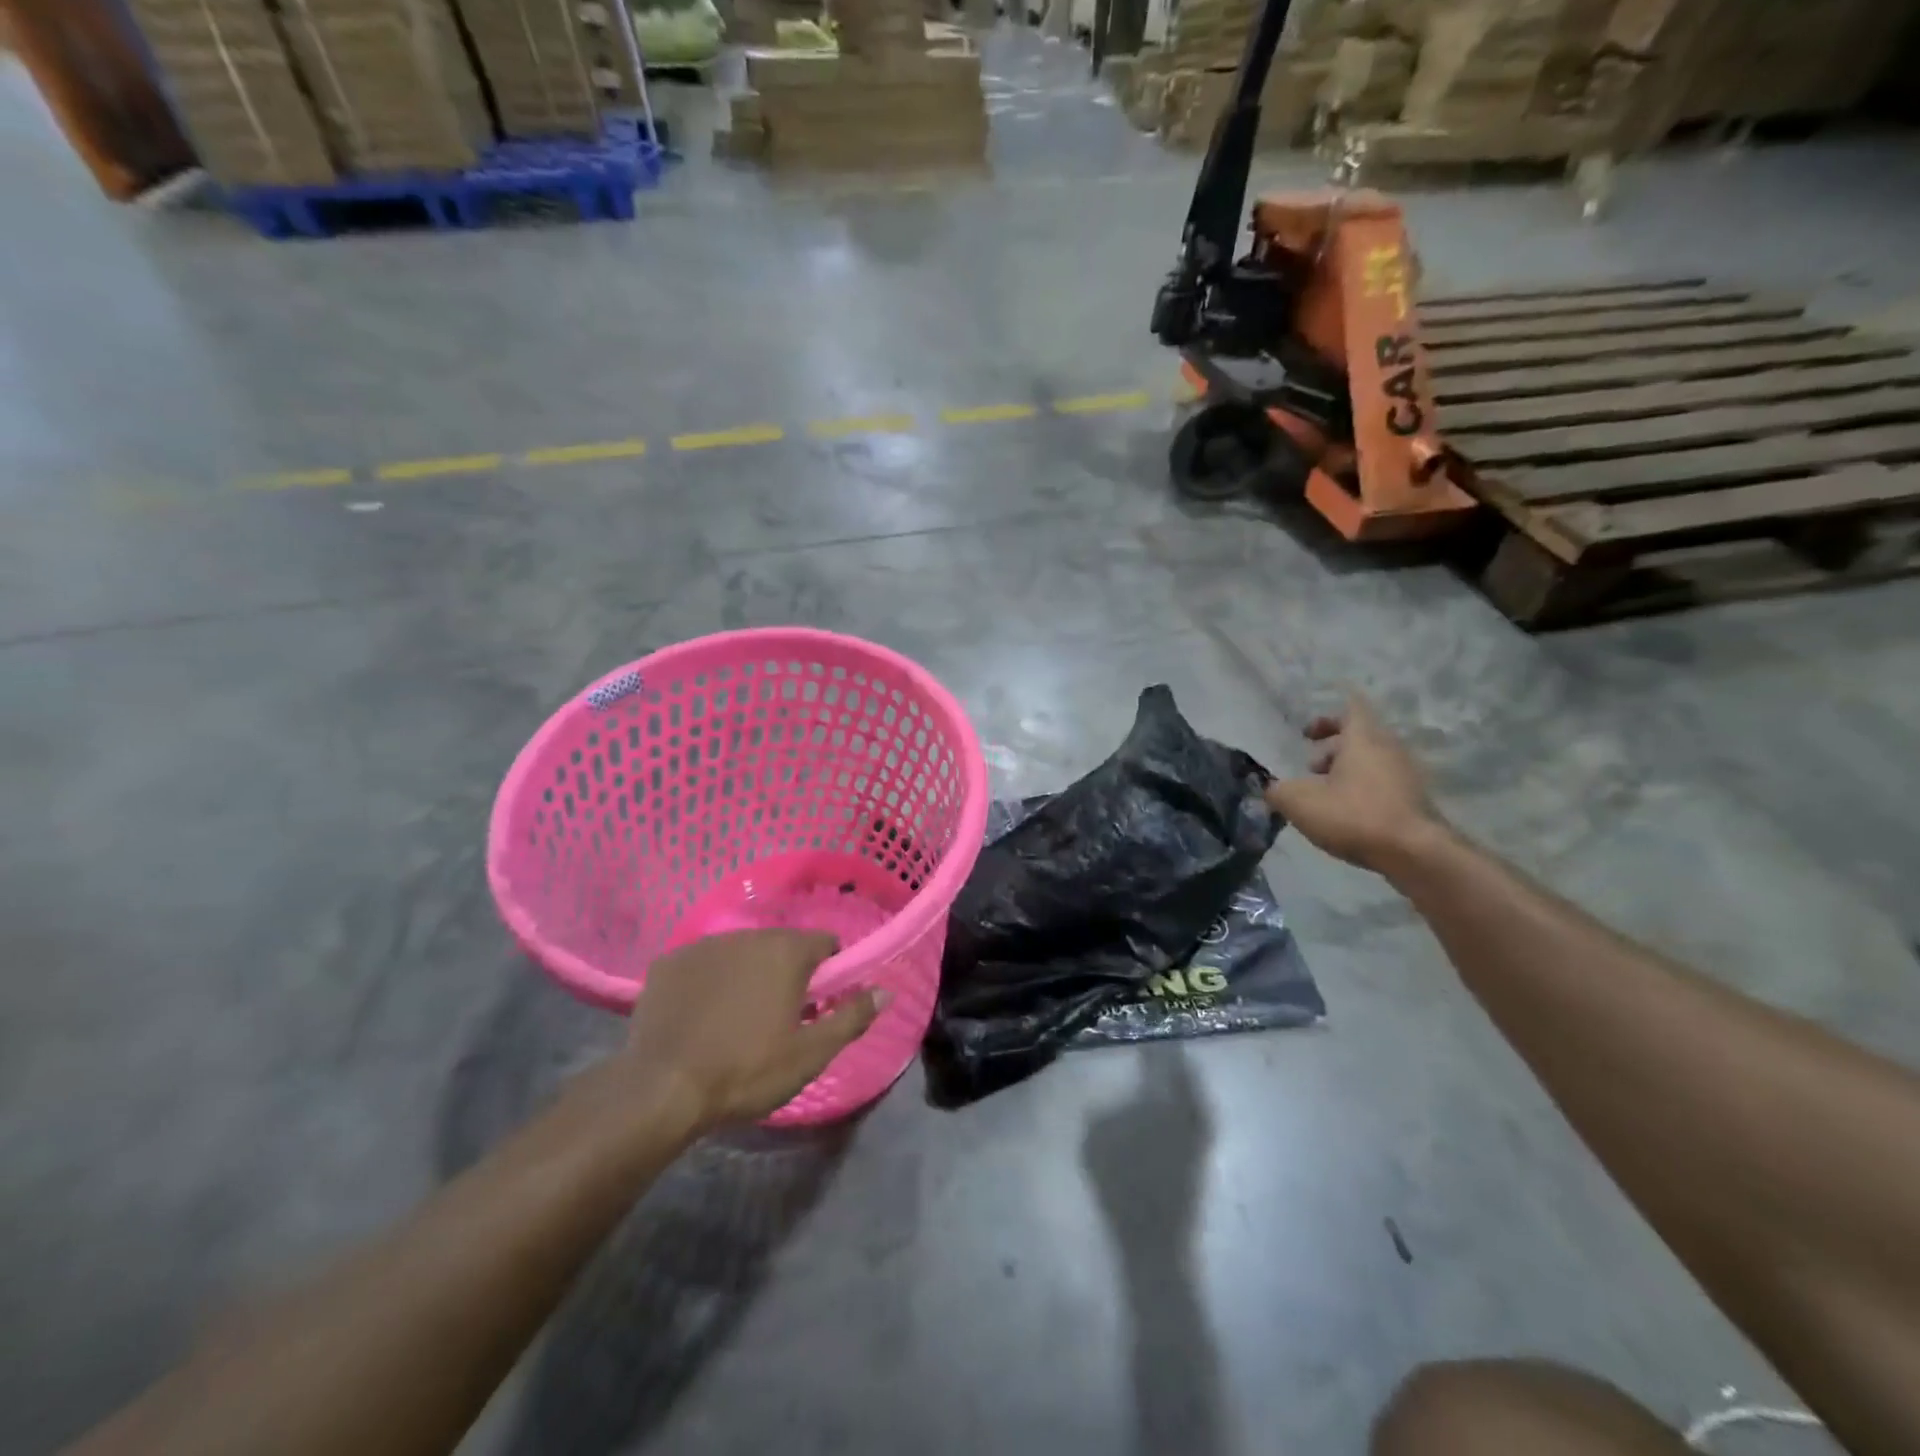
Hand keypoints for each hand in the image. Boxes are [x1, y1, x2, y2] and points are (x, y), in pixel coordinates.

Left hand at [625, 930, 883, 1129]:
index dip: (829, 971)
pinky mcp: (668, 962)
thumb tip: (885, 990)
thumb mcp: (810, 1053)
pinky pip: (702, 964)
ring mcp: (703, 945)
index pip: (825, 943)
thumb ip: (852, 1017)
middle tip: (778, 1018)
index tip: (819, 1005)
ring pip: (740, 953)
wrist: (663, 1089)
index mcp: (787, 951)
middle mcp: (748, 935)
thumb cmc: (747, 1070)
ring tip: (735, 1020)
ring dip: (747, 974)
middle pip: (781, 946)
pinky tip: (699, 1017)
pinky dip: (708, 982)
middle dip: (786, 973)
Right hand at [1264, 693, 1443, 873]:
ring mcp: (1406, 775)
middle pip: (1359, 737)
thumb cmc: (1354, 815)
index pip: (1350, 709)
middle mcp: (1389, 749)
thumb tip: (1273, 789)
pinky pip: (1382, 784)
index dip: (1327, 717)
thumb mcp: (1299, 802)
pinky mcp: (1415, 800)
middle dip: (1331, 749)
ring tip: (1323, 795)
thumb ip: (1278, 791)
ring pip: (1371, 762)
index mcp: (1363, 739)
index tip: (1307, 733)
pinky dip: (1362, 791)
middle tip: (1309, 767)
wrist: (1415, 853)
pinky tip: (1345, 815)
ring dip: (1346, 772)